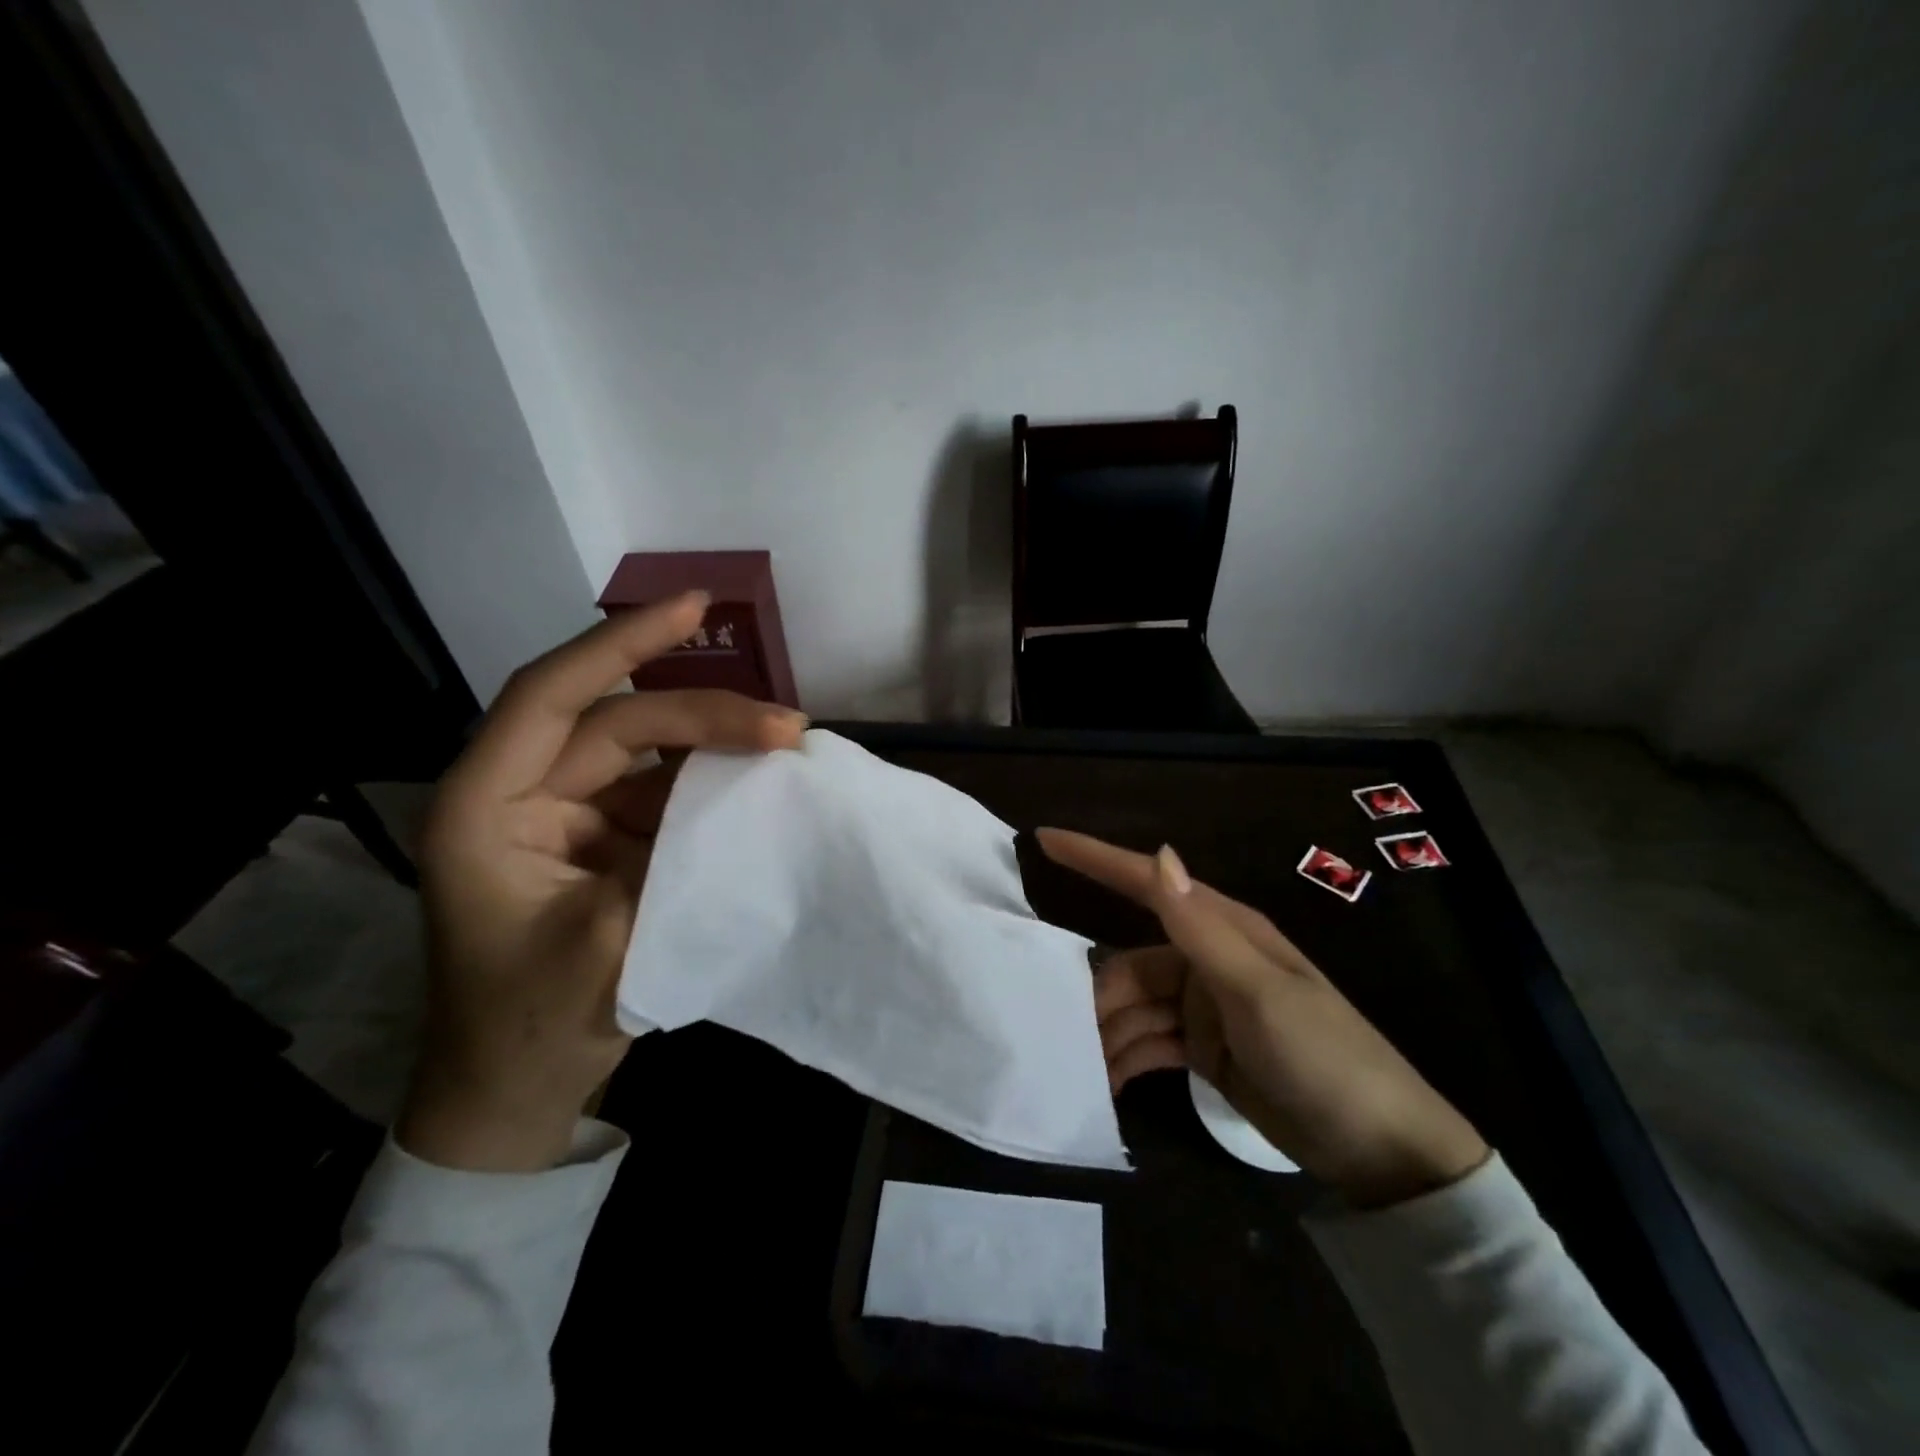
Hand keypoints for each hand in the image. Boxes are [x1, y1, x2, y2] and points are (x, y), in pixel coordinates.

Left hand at [397, 593, 807, 1171]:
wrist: (518, 1094)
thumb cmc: (530, 1029)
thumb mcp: (599, 952)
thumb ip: (667, 867)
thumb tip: (742, 802)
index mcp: (485, 809)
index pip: (552, 697)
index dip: (621, 644)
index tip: (695, 608)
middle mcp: (523, 796)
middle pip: (619, 723)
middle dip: (703, 714)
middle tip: (785, 725)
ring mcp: (570, 817)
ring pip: (648, 752)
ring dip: (715, 744)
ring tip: (783, 743)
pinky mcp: (608, 840)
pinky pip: (665, 792)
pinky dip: (712, 783)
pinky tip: (758, 782)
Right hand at [1037, 829, 1487, 1208]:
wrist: (1380, 1150)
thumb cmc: (1323, 1058)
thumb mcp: (1258, 993)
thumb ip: (1200, 928)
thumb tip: (1159, 853)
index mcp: (1223, 931)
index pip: (1146, 881)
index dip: (1094, 858)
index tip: (1044, 839)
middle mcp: (1208, 959)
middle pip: (1131, 962)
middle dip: (1097, 992)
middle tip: (1057, 1027)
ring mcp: (1206, 1005)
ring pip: (1136, 1005)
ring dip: (1108, 1032)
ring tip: (1079, 1066)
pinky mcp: (1206, 1046)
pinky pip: (1151, 1040)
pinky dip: (1128, 1056)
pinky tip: (1106, 1081)